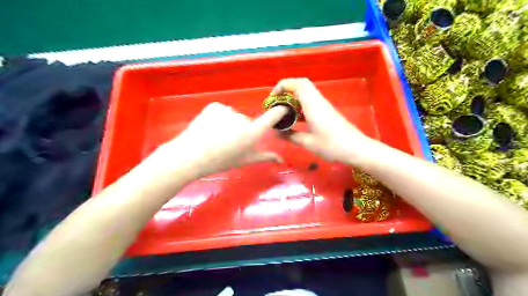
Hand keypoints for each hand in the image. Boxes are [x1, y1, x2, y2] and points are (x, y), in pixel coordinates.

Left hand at [150, 102, 287, 177]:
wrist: (190, 155)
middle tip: (230, 142)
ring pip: (234, 116)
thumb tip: (281, 159)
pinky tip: (210, 128)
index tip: (283, 109)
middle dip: (243, 129)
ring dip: (230, 123)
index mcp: (252, 133)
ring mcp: (228, 110)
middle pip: (248, 121)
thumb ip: (264, 157)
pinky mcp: (215, 105)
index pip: (271, 117)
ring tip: (217, 136)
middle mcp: (243, 118)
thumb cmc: (220, 161)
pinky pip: (222, 111)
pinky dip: (219, 117)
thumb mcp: (244, 160)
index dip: (279, 112)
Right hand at [272, 78, 370, 165]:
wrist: (356, 149)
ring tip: (283, 111)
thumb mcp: (308, 143)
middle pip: (302, 85)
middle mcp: (318, 101)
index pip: (298, 84)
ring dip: (294, 98)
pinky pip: (311, 102)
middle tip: (277, 102)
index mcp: (313, 105)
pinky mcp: (327, 112)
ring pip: (307, 93)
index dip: (283, 85)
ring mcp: (324, 106)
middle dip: (287, 89)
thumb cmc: (332, 146)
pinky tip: (296, 120)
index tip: (273, 97)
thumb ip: (291, 136)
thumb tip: (276, 133)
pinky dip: (301, 106)